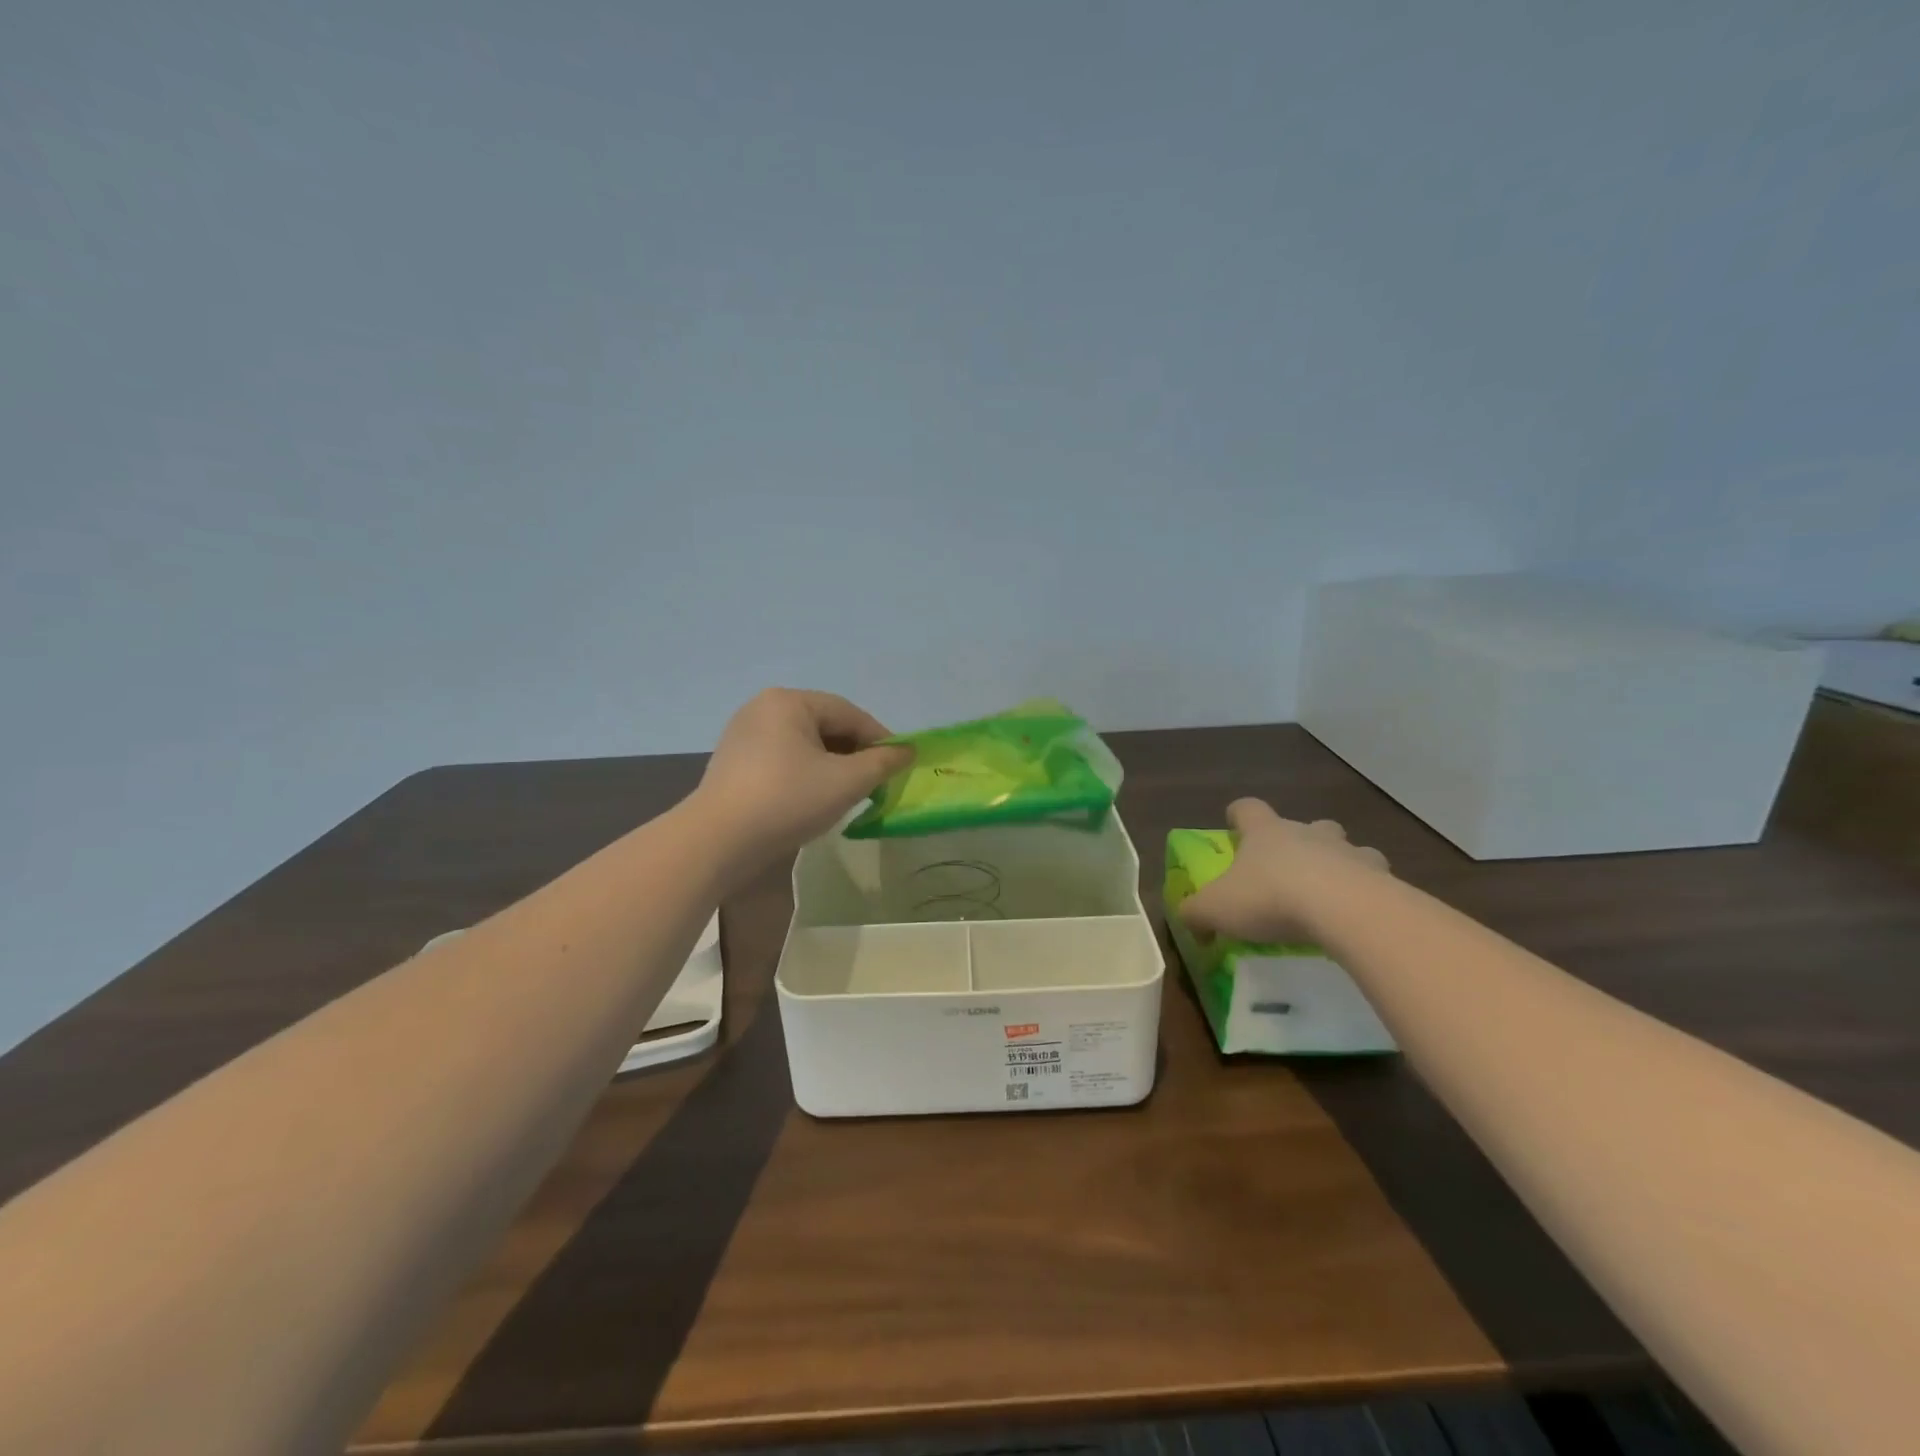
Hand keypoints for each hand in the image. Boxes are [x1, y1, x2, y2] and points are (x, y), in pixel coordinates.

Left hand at [693, 689, 912, 869]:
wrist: (717, 842)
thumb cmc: (787, 800)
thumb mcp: (846, 782)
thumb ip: (882, 763)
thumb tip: (908, 751)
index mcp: (789, 701)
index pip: (849, 713)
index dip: (880, 739)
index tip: (901, 766)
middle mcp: (763, 708)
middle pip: (825, 726)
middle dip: (855, 753)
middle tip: (877, 783)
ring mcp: (744, 735)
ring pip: (804, 745)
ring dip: (832, 766)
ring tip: (849, 794)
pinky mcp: (734, 763)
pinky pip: (783, 760)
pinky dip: (806, 774)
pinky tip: (814, 800)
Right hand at [1181, 798, 1389, 943]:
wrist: (1344, 910)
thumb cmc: (1270, 898)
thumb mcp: (1216, 909)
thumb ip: (1195, 912)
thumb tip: (1188, 919)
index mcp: (1265, 832)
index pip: (1248, 808)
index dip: (1238, 815)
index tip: (1233, 825)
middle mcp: (1308, 833)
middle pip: (1306, 824)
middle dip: (1300, 840)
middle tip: (1290, 868)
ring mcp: (1349, 852)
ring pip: (1347, 848)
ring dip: (1340, 863)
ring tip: (1332, 894)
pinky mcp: (1382, 879)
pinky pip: (1375, 880)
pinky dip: (1368, 893)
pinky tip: (1358, 918)